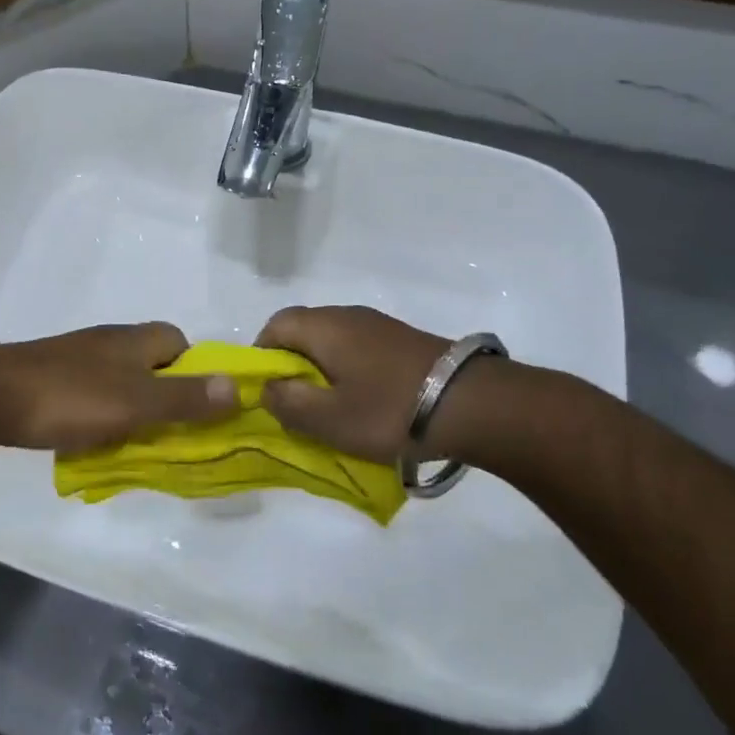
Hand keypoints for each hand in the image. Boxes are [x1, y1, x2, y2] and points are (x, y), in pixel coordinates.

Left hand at [0, 323, 234, 454]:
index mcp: (134, 340)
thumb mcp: (137, 403)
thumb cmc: (70, 397)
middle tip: (170, 437)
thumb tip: (237, 386)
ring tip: (134, 446)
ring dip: (133, 411)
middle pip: (152, 364)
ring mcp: (78, 359)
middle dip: (166, 397)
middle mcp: (109, 342)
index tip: (198, 408)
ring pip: (121, 382)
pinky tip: (93, 442)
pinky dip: (101, 416)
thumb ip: (185, 398)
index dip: (196, 371)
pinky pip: (92, 395)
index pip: (180, 342)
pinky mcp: (52, 377)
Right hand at [256, 305, 517, 463]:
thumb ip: (288, 403)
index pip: (274, 325)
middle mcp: (346, 315)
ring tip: (332, 409)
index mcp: (323, 327)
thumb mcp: (329, 419)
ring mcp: (378, 325)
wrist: (473, 404)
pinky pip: (359, 349)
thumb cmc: (389, 410)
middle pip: (303, 331)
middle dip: (292, 366)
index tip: (267, 391)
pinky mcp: (402, 340)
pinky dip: (350, 372)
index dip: (261, 355)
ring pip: (332, 341)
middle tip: (297, 405)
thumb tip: (267, 388)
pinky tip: (366, 403)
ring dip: (323, 371)